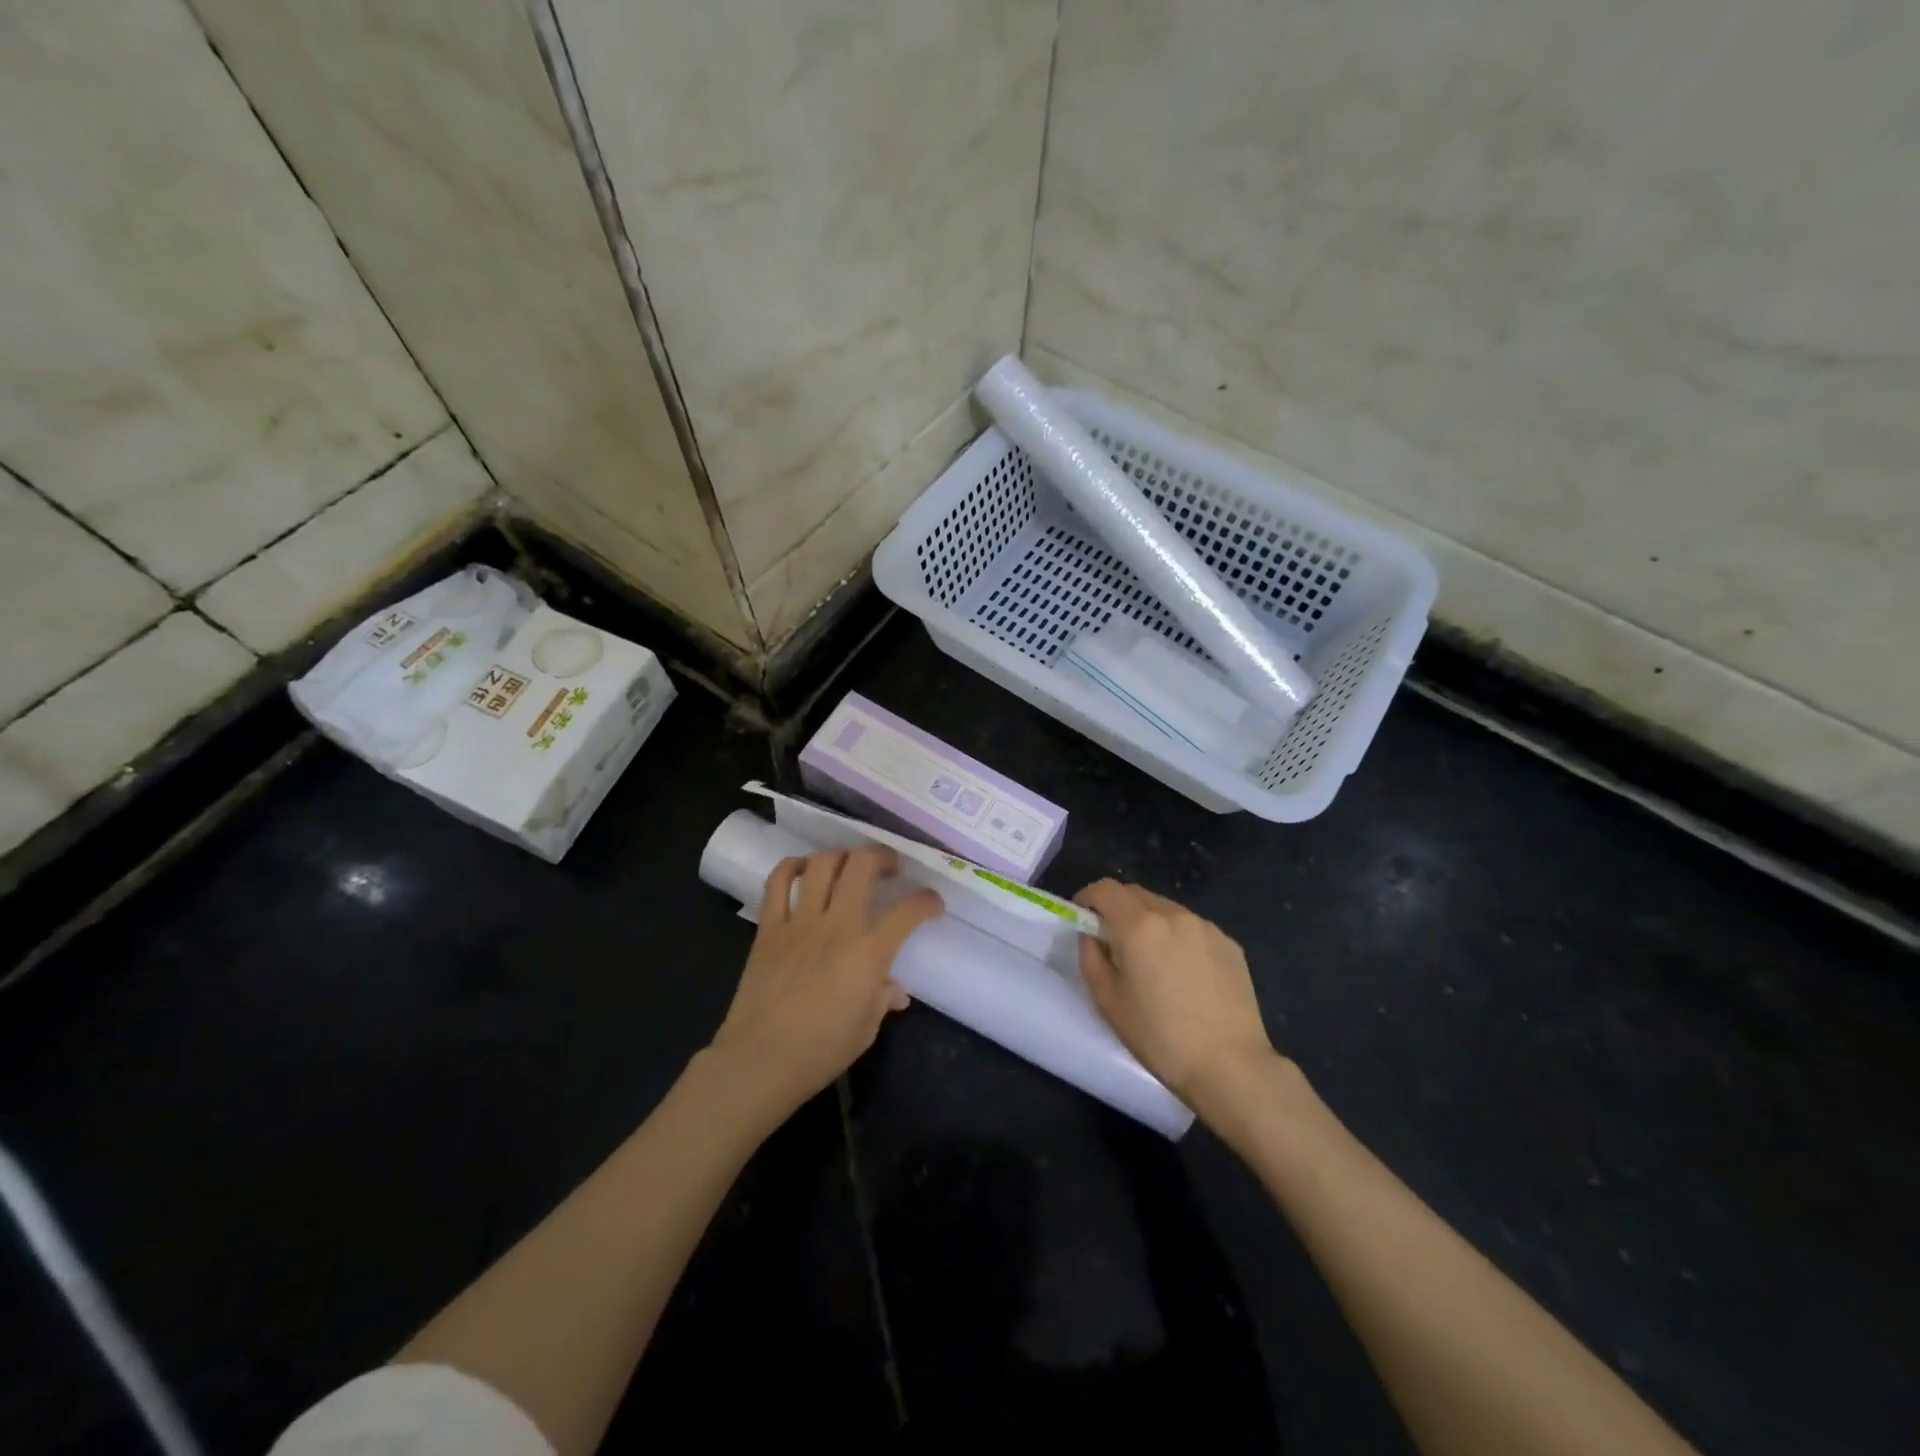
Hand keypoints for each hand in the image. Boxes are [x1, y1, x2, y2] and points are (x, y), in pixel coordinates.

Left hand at [712, 846, 941, 1112]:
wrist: (759, 1061)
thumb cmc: (820, 1052)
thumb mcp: (865, 1030)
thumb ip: (882, 999)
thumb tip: (895, 990)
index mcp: (869, 953)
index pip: (908, 911)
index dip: (927, 901)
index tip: (932, 904)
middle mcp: (838, 926)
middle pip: (862, 866)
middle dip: (882, 857)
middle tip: (889, 867)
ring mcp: (800, 922)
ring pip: (823, 865)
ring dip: (842, 856)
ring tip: (849, 864)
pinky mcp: (769, 927)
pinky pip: (778, 882)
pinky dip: (792, 866)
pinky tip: (804, 869)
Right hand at [1074, 879, 1277, 1119]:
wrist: (1230, 1066)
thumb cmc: (1160, 1037)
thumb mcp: (1108, 1001)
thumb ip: (1092, 957)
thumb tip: (1092, 935)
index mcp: (1139, 925)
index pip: (1105, 889)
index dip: (1088, 897)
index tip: (1083, 916)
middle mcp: (1173, 915)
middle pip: (1136, 894)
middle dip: (1118, 908)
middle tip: (1113, 940)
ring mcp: (1206, 927)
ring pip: (1166, 909)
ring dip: (1149, 922)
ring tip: (1151, 959)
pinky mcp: (1229, 944)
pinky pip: (1193, 929)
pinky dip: (1178, 938)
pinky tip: (1184, 973)